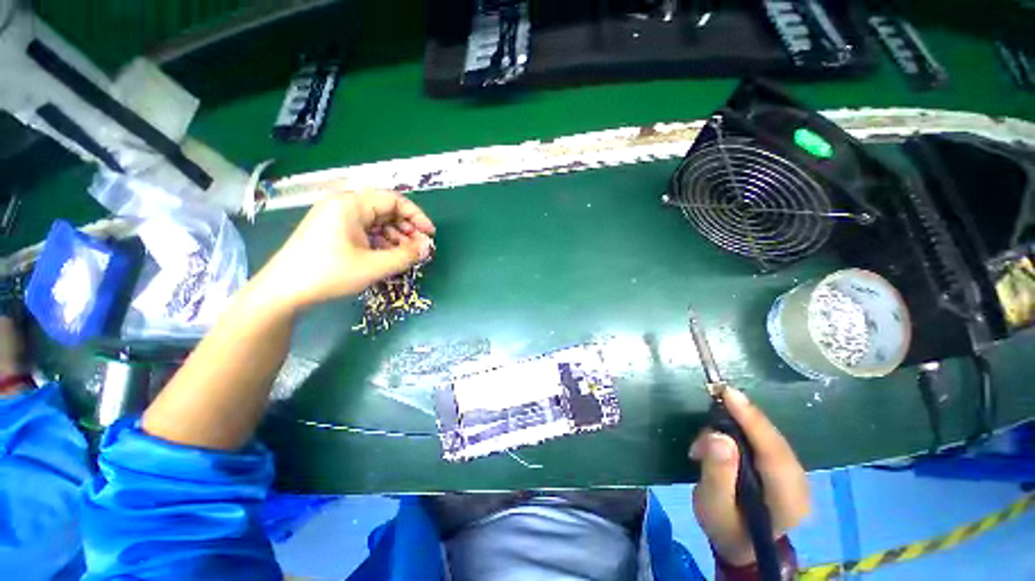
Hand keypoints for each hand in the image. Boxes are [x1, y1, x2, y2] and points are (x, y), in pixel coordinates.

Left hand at [258, 190, 434, 309]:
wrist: (283, 291)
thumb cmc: (329, 273)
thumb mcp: (374, 266)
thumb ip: (406, 255)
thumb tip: (427, 248)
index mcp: (351, 205)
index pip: (394, 200)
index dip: (417, 216)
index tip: (430, 234)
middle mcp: (343, 205)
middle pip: (385, 210)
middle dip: (407, 228)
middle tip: (419, 247)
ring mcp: (336, 218)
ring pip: (376, 221)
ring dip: (395, 236)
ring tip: (406, 254)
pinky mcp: (332, 231)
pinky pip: (364, 230)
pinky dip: (380, 241)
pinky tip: (388, 255)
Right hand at [689, 388, 809, 565]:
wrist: (740, 542)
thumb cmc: (724, 526)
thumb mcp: (712, 505)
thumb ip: (717, 473)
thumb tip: (718, 437)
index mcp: (788, 501)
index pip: (774, 453)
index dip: (751, 420)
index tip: (728, 393)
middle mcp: (800, 484)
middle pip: (772, 440)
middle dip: (738, 420)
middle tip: (706, 414)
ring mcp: (796, 474)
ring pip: (767, 436)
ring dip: (734, 427)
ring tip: (703, 444)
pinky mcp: (785, 466)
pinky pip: (764, 439)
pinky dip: (740, 431)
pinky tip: (720, 438)